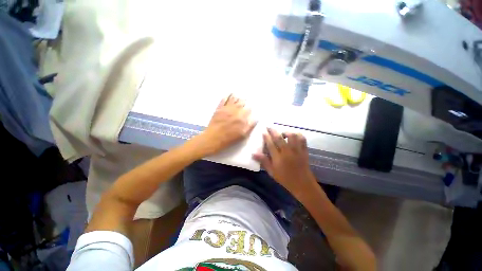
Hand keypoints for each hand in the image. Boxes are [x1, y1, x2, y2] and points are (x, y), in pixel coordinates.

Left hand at [194, 94, 256, 156]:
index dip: (250, 107)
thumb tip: (256, 118)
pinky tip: (228, 94)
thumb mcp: (243, 135)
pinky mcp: (218, 109)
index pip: (248, 110)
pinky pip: (223, 101)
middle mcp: (234, 111)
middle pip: (240, 103)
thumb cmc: (229, 139)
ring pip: (232, 100)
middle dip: (244, 100)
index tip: (251, 106)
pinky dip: (226, 97)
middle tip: (245, 98)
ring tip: (238, 94)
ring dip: (236, 97)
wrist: (214, 138)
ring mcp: (226, 109)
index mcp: (241, 118)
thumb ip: (250, 126)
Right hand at [253, 128, 316, 197]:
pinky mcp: (304, 150)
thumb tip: (253, 153)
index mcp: (278, 158)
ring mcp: (297, 150)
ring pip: (292, 136)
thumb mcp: (272, 172)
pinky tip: (293, 136)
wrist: (302, 184)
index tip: (263, 132)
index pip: (271, 144)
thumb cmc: (285, 179)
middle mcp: (287, 152)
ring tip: (282, 133)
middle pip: (279, 138)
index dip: (266, 137)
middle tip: (269, 127)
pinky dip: (298, 135)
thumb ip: (263, 161)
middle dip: (273, 131)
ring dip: (286, 132)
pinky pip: (302, 139)